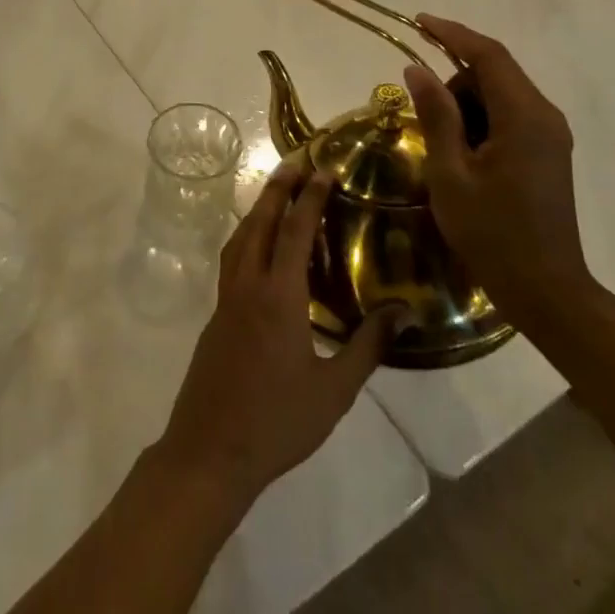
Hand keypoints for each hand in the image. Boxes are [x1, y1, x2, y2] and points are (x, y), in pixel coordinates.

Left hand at [152, 158, 395, 507]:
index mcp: (277, 297)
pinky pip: (231, 261)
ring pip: (239, 240)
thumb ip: (367, 346)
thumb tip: (404, 312)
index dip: (309, 198)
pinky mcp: (215, 316)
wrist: (210, 450)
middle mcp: (247, 286)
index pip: (293, 233)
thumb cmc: (277, 422)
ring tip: (275, 195)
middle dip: (276, 190)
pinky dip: (246, 238)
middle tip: (294, 163)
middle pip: (258, 223)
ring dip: (256, 211)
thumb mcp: (334, 389)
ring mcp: (225, 300)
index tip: (322, 169)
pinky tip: (258, 249)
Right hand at [400, 16, 597, 335]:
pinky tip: (461, 154)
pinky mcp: (548, 152)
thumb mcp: (450, 173)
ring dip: (465, 105)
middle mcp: (545, 116)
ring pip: (500, 96)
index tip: (417, 21)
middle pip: (495, 73)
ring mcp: (551, 135)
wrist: (545, 288)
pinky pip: (509, 117)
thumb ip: (435, 116)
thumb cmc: (491, 232)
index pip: (489, 56)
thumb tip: (416, 69)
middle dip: (453, 81)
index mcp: (525, 117)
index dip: (452, 34)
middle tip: (420, 114)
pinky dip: (480, 121)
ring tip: (442, 148)